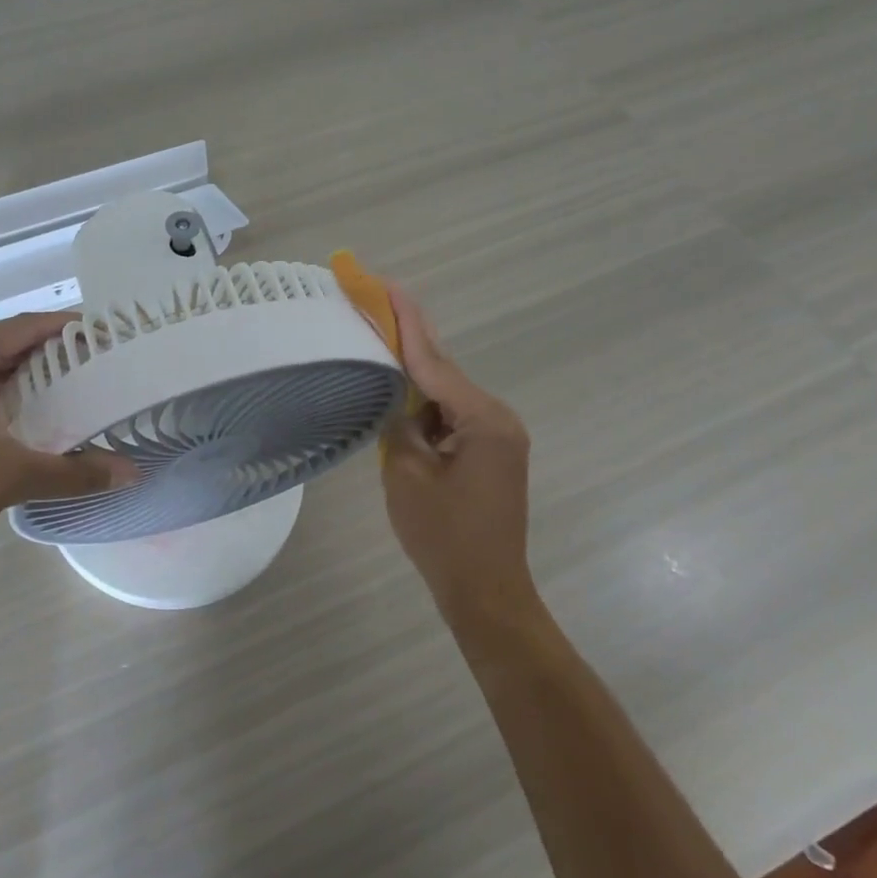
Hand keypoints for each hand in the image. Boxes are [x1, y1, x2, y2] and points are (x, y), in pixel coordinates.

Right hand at [379, 285, 537, 620]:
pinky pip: (453, 419)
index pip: (434, 361)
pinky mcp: (492, 454)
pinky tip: (401, 406)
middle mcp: (497, 418)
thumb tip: (399, 404)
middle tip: (378, 303)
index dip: (406, 322)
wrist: (485, 593)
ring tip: (380, 351)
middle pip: (444, 371)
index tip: (387, 285)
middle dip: (410, 340)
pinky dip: (427, 410)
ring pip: (447, 396)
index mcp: (483, 419)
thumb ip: (400, 425)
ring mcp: (498, 437)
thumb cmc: (444, 537)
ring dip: (415, 380)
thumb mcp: (407, 474)